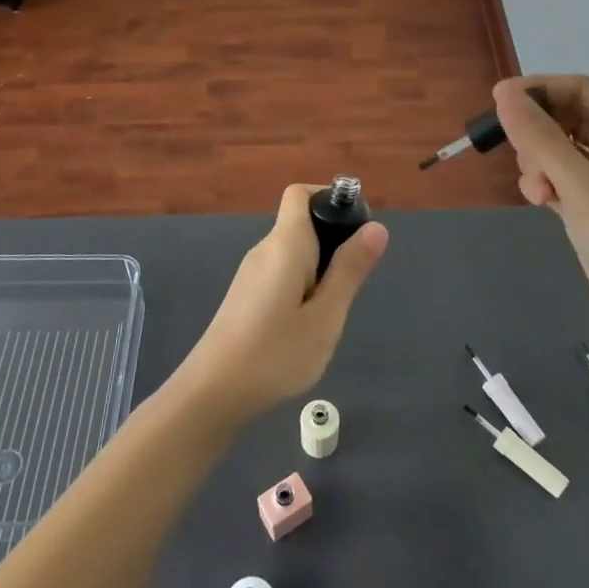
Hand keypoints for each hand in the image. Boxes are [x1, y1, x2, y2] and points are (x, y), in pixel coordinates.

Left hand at [171, 184, 388, 428]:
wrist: (212, 393)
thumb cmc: (275, 353)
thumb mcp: (326, 315)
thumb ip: (350, 269)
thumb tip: (376, 227)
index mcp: (284, 243)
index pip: (301, 193)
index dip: (330, 198)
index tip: (357, 229)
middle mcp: (264, 249)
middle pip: (302, 223)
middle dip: (334, 242)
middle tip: (353, 283)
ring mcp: (251, 274)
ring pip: (294, 253)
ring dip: (320, 269)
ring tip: (333, 311)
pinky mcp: (246, 297)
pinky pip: (282, 274)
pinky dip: (303, 286)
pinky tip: (308, 325)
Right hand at [494, 75, 588, 353]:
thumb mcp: (584, 188)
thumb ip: (541, 139)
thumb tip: (504, 95)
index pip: (580, 89)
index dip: (537, 91)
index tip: (495, 102)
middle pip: (569, 116)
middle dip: (538, 134)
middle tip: (520, 159)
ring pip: (563, 148)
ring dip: (540, 162)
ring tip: (537, 192)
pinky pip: (565, 177)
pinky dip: (548, 183)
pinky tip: (540, 201)